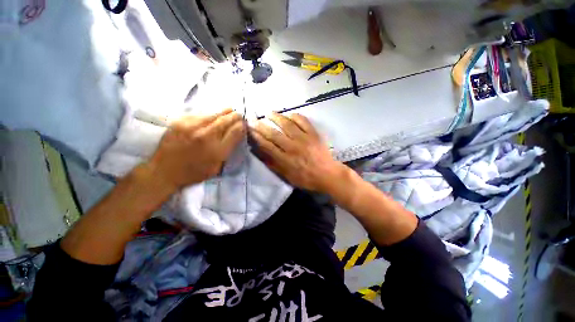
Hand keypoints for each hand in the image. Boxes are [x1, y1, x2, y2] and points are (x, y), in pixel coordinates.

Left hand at [149, 109, 244, 190]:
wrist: (163, 170)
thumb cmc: (194, 172)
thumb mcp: (217, 167)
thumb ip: (229, 150)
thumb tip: (237, 135)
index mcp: (217, 151)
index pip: (236, 131)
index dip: (243, 126)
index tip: (244, 125)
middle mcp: (206, 136)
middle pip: (227, 119)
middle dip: (236, 116)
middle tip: (240, 116)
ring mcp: (192, 126)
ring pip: (215, 113)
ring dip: (225, 113)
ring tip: (230, 112)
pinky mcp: (181, 121)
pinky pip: (202, 114)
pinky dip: (211, 115)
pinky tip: (212, 117)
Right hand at [252, 113, 344, 192]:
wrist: (328, 174)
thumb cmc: (307, 178)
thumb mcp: (288, 176)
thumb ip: (273, 164)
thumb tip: (260, 153)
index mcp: (285, 159)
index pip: (267, 146)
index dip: (256, 137)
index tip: (249, 130)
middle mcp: (293, 147)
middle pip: (274, 134)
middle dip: (261, 126)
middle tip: (254, 119)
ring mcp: (304, 139)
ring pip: (287, 125)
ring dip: (276, 117)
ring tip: (269, 113)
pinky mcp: (313, 134)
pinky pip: (303, 121)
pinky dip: (295, 116)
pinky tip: (289, 114)